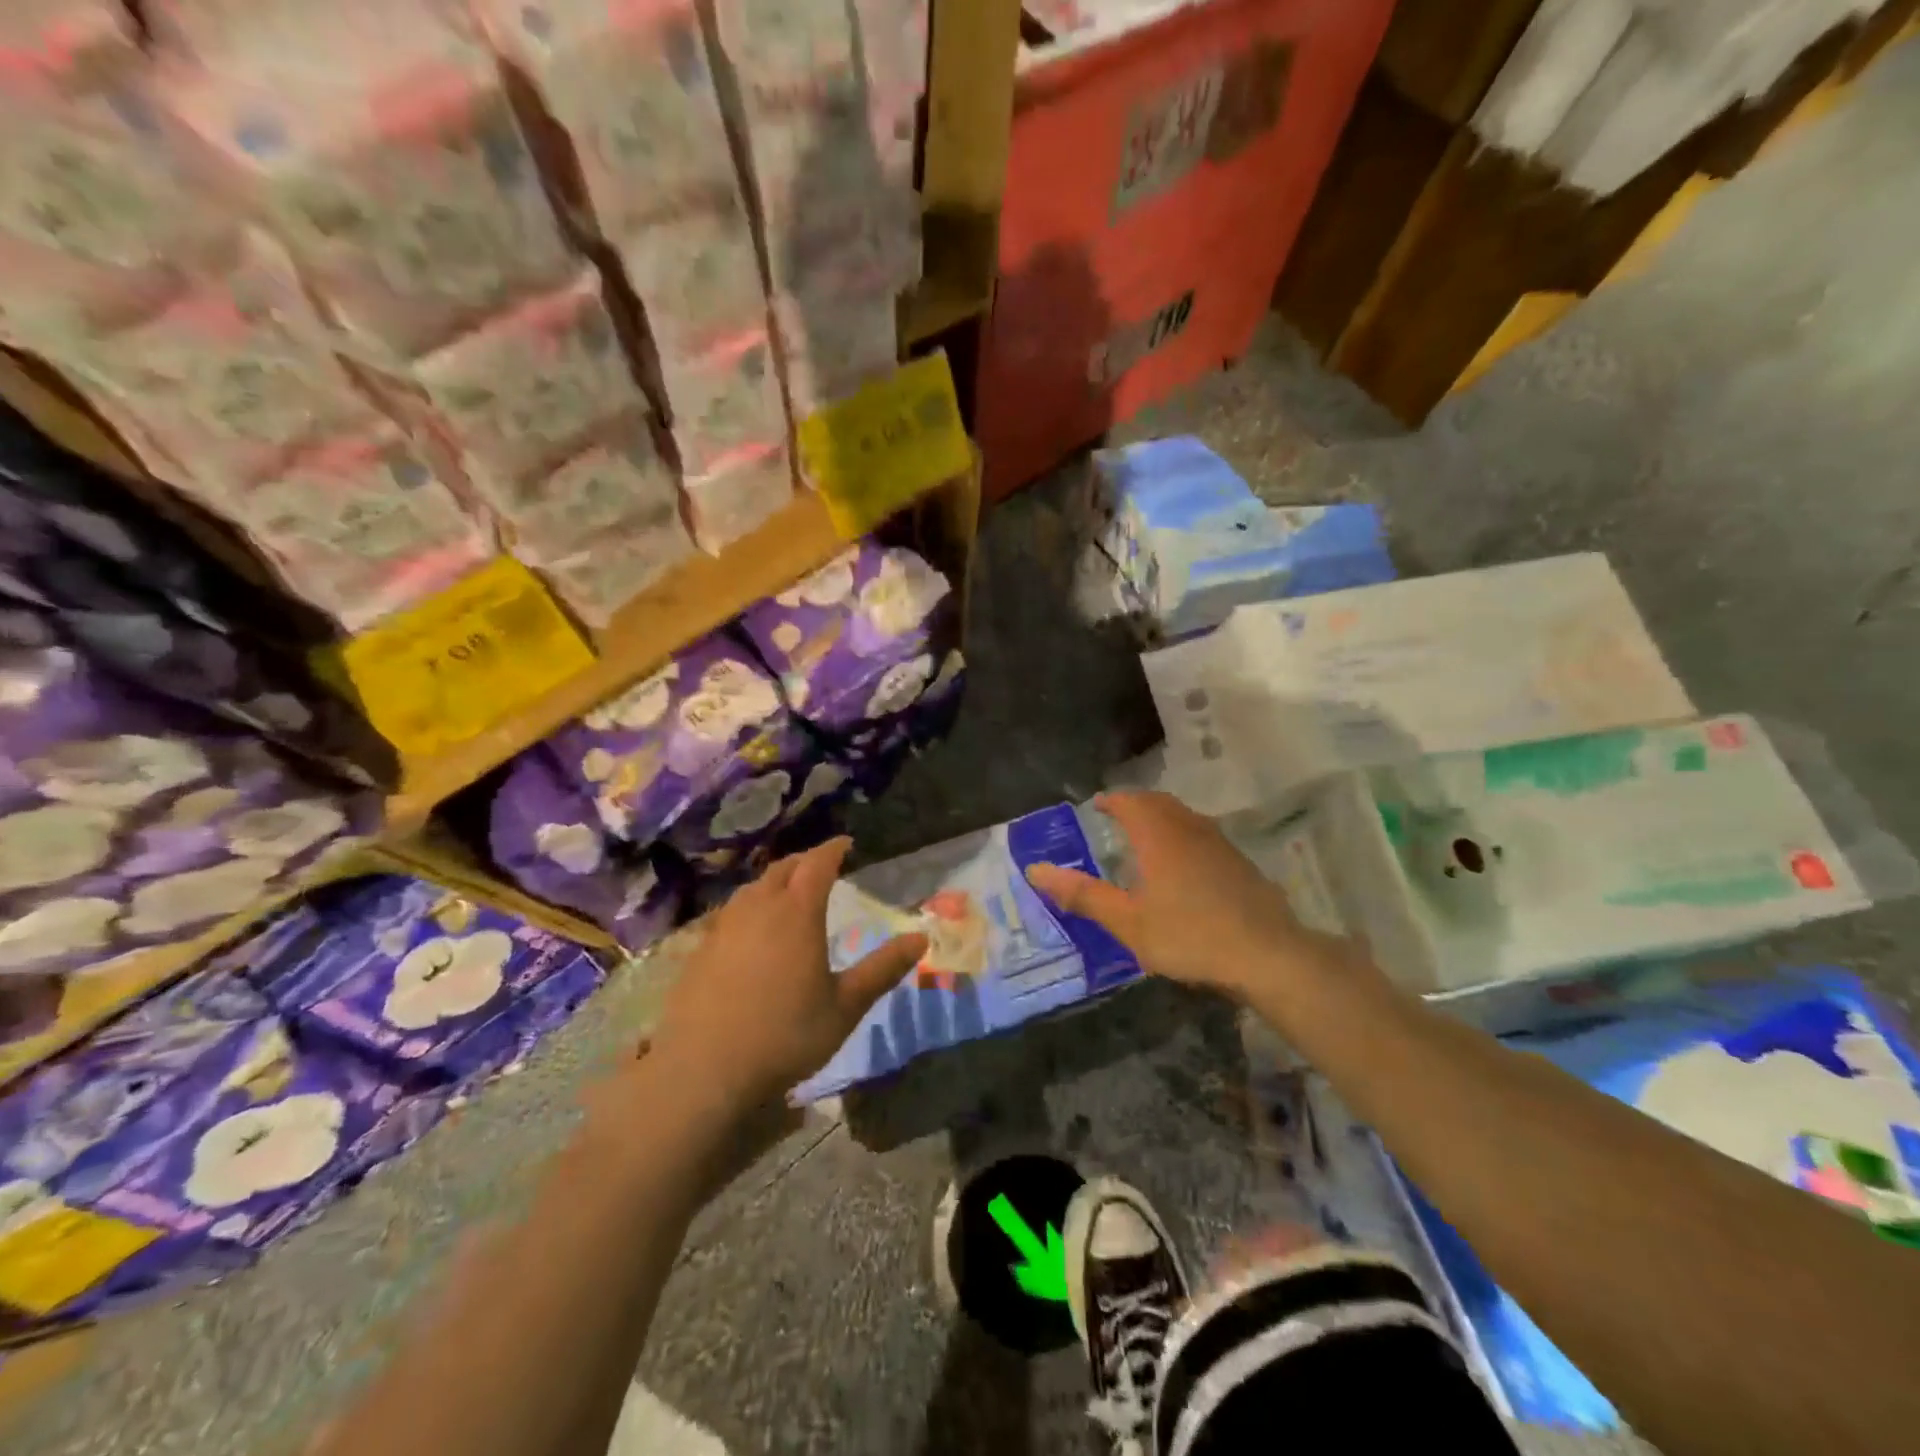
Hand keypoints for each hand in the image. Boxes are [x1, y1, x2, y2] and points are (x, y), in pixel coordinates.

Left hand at [650, 837, 925, 1109]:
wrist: (704, 1071)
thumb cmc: (785, 1035)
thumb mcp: (845, 1006)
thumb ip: (883, 969)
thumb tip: (921, 938)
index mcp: (797, 913)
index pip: (817, 864)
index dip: (833, 849)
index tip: (846, 843)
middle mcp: (759, 908)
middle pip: (782, 869)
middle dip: (804, 861)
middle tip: (821, 866)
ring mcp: (724, 927)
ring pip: (752, 889)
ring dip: (774, 882)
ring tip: (788, 894)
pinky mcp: (700, 950)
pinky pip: (730, 913)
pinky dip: (750, 908)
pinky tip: (751, 931)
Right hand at [1024, 791, 1334, 999]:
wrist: (1268, 955)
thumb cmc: (1189, 935)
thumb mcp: (1127, 921)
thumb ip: (1082, 895)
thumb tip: (1035, 870)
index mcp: (1159, 836)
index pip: (1130, 802)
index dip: (1111, 800)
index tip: (1096, 806)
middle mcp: (1190, 829)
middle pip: (1159, 802)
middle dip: (1135, 804)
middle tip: (1116, 816)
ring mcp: (1220, 844)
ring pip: (1185, 817)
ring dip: (1162, 817)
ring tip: (1145, 836)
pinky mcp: (1240, 864)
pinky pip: (1202, 835)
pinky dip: (1183, 836)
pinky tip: (1183, 865)